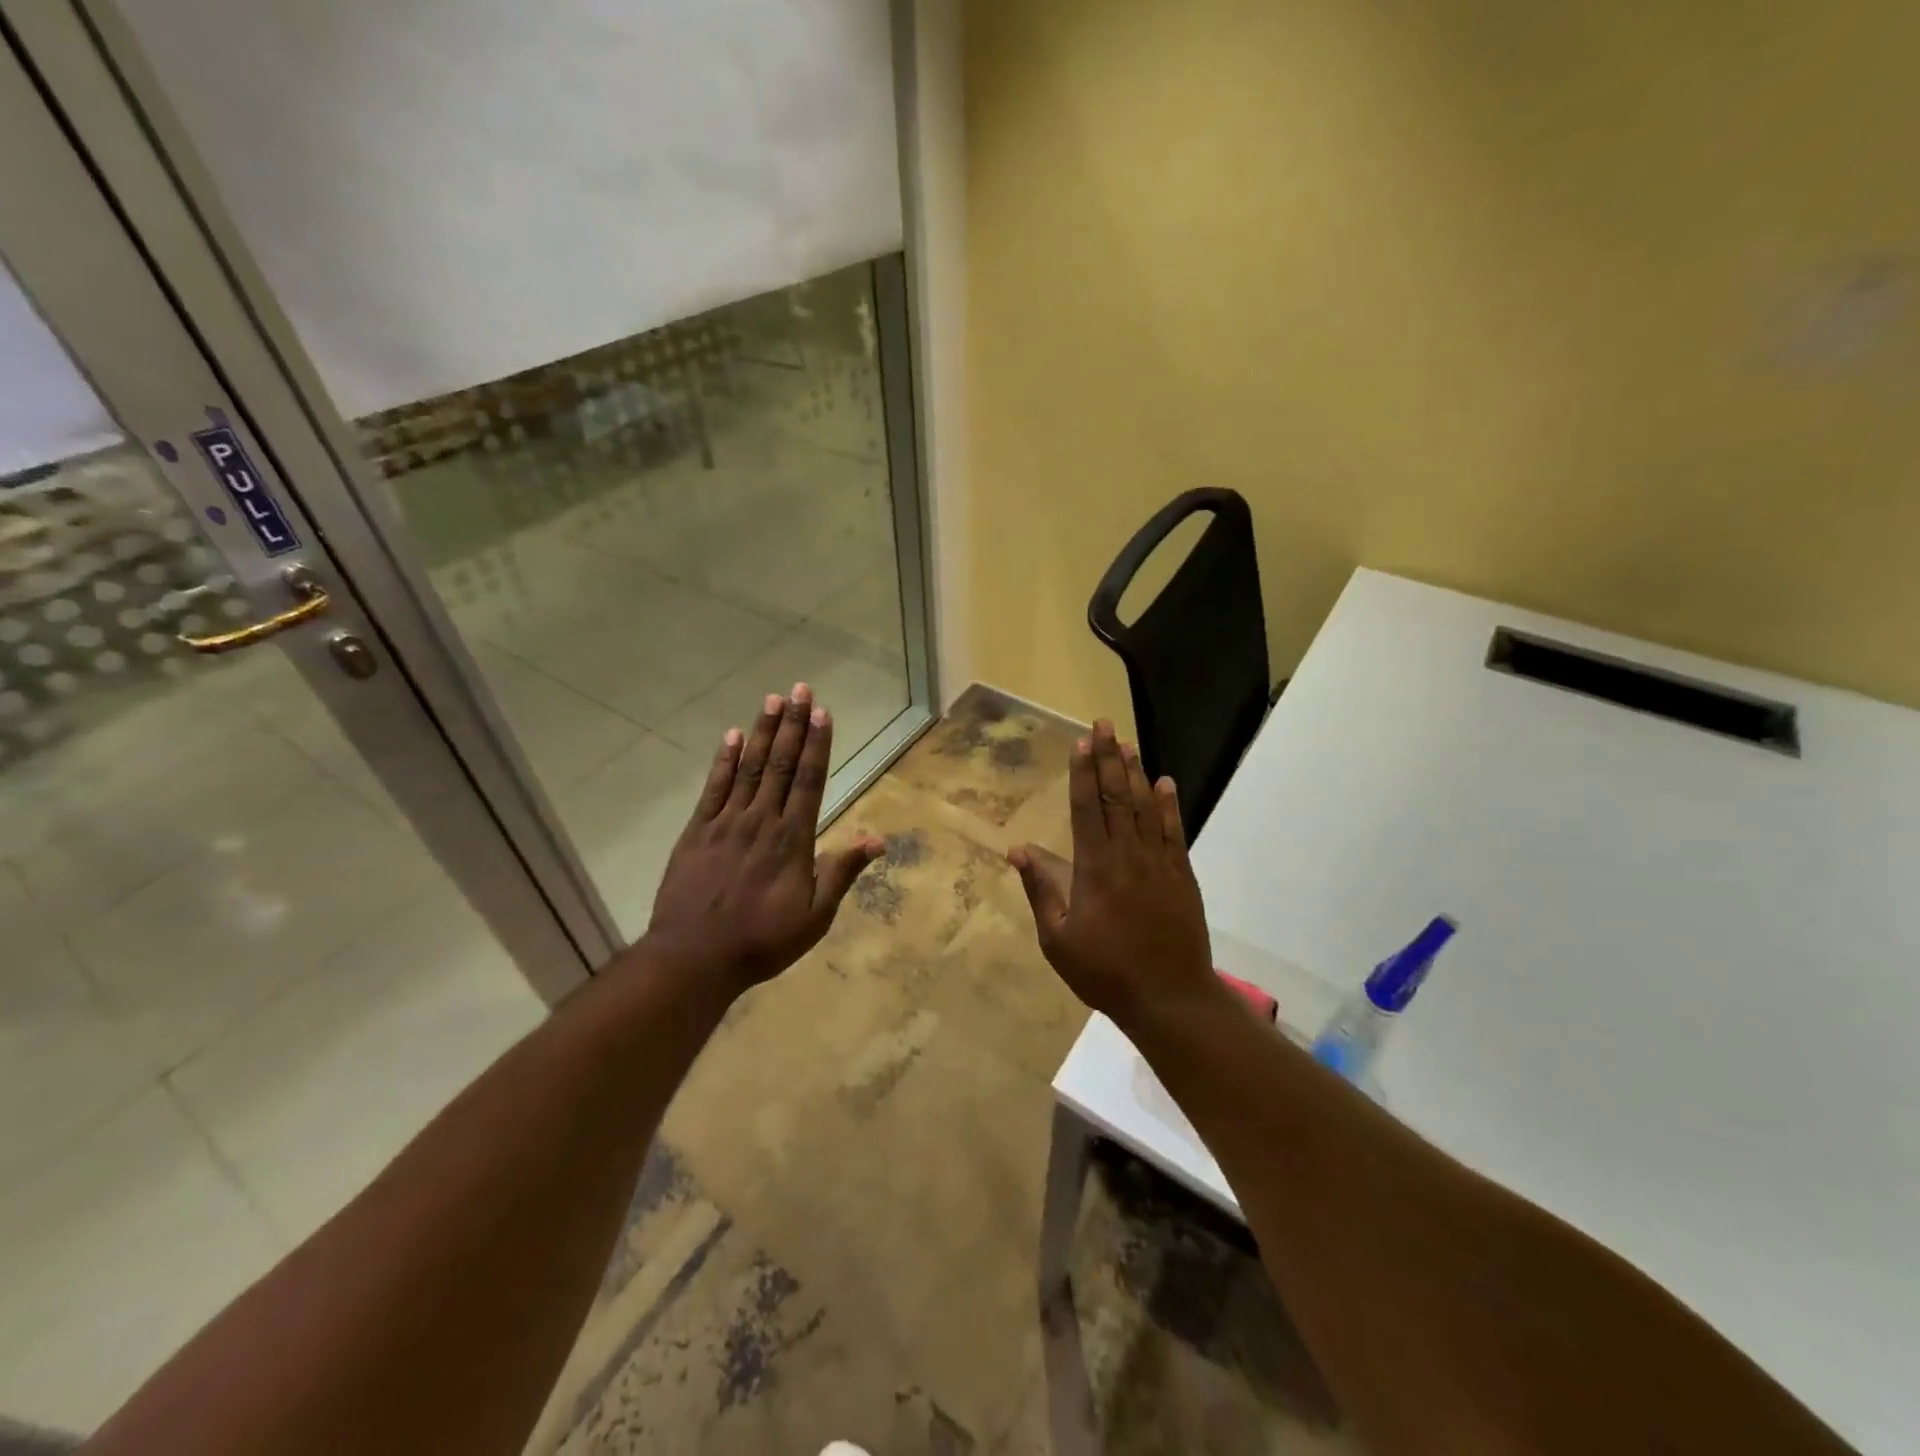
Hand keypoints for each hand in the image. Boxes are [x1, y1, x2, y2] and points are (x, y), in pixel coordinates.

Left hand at [644, 683, 883, 994]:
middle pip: (779, 765)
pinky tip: (731, 737)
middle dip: (792, 725)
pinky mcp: (697, 832)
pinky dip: (723, 761)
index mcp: (792, 840)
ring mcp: (726, 823)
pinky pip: (713, 789)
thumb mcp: (814, 917)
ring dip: (761, 732)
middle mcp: (761, 821)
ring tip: (771, 700)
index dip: (816, 745)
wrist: (694, 958)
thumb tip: (878, 839)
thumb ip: (842, 873)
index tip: (821, 712)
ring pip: (748, 768)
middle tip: (799, 689)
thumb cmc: (761, 941)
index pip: (808, 781)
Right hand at [1009, 721, 1215, 1030]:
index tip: (1081, 742)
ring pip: (1145, 807)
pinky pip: (1173, 831)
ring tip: (1127, 743)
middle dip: (1108, 758)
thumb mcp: (1058, 939)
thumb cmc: (1105, 971)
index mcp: (1095, 867)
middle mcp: (1128, 854)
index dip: (1083, 772)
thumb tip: (1018, 850)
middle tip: (1104, 724)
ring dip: (1135, 773)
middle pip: (1116, 796)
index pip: (1087, 808)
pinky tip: (1165, 783)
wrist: (1169, 997)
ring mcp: (1159, 862)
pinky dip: (1168, 805)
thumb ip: (1041, 890)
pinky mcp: (1182, 875)